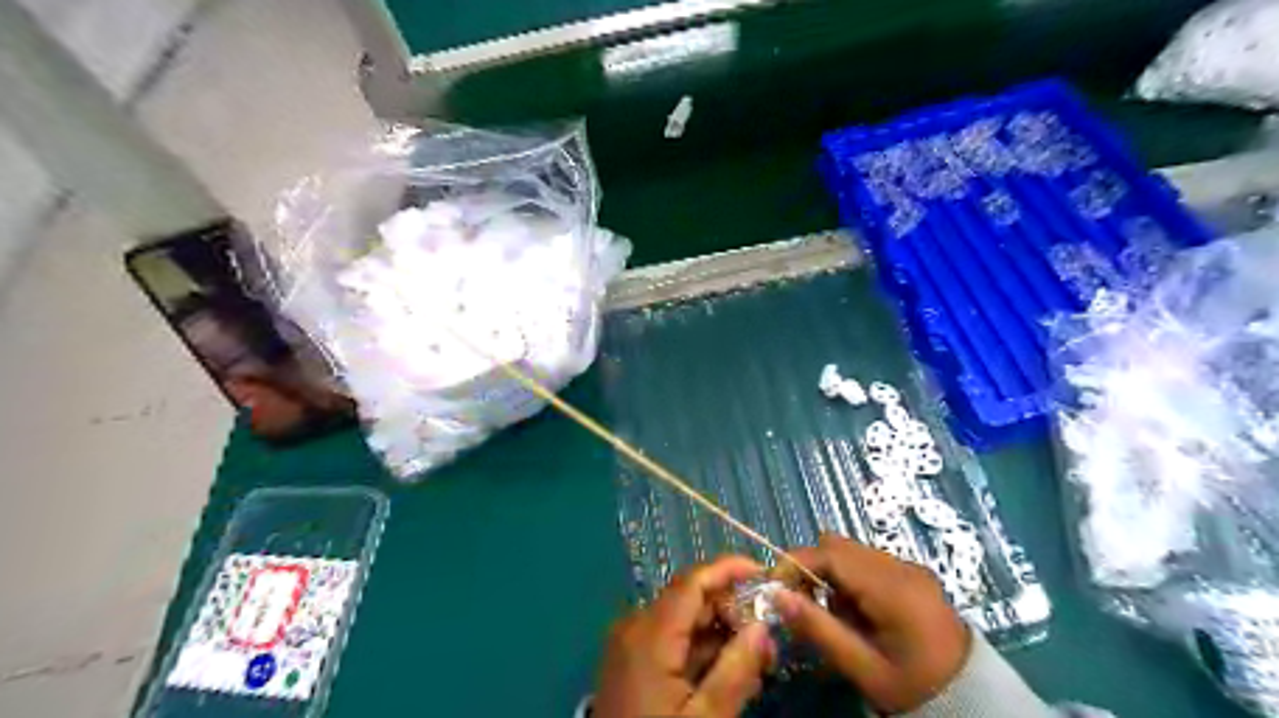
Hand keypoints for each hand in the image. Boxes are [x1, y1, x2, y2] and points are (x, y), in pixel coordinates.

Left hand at [601, 556, 778, 716]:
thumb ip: (736, 670)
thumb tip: (764, 626)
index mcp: (649, 632)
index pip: (693, 581)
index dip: (729, 569)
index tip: (766, 574)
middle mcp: (635, 626)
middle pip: (690, 598)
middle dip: (732, 610)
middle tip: (769, 642)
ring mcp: (630, 643)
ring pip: (683, 620)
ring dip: (720, 633)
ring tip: (756, 663)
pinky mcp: (631, 660)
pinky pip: (671, 640)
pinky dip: (701, 649)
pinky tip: (727, 672)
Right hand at [769, 533, 970, 710]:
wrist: (971, 698)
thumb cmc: (914, 687)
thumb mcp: (863, 667)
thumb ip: (819, 629)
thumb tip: (777, 596)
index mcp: (892, 588)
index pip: (830, 554)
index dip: (795, 564)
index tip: (775, 588)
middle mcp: (900, 566)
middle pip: (838, 546)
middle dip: (811, 568)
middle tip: (801, 604)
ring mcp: (909, 567)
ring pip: (851, 552)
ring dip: (830, 574)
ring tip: (834, 615)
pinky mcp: (912, 574)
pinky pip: (867, 562)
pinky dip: (849, 579)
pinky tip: (857, 612)